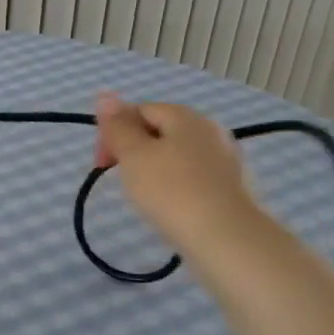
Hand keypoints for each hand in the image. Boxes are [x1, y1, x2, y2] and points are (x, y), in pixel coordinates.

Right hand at [93, 94, 261, 252]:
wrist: (225, 238)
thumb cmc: (170, 190)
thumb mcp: (133, 154)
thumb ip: (117, 126)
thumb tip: (105, 96)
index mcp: (185, 117)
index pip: (139, 110)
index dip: (113, 132)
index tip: (101, 163)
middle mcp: (210, 130)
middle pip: (159, 131)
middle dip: (132, 150)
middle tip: (120, 179)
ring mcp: (225, 159)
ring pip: (175, 155)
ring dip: (152, 169)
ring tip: (143, 195)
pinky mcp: (231, 187)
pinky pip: (192, 176)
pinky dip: (174, 185)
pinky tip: (169, 206)